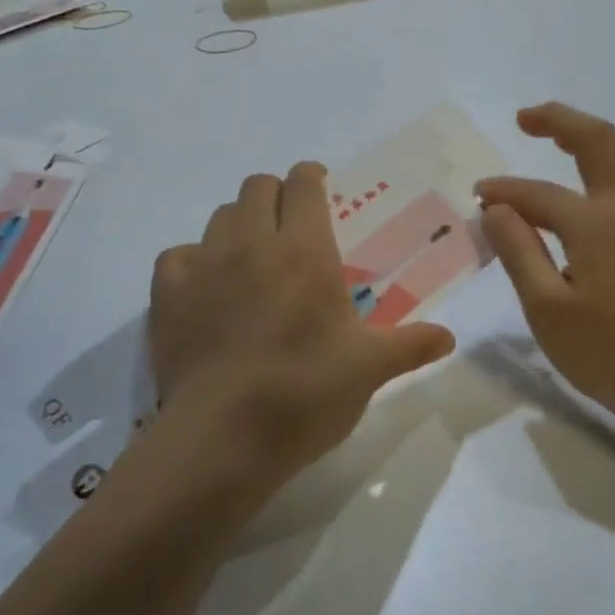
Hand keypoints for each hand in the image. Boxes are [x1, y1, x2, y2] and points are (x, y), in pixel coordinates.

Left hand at [149, 163, 455, 485]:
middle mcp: (250, 244)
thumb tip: (449, 338)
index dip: (313, 178)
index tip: (321, 187)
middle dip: (277, 196)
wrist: (223, 436)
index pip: (303, 185)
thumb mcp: (369, 368)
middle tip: (292, 226)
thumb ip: (410, 345)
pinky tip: (208, 288)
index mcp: (304, 251)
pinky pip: (178, 255)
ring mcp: (203, 266)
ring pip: (219, 216)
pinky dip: (195, 261)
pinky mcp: (166, 295)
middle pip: (257, 187)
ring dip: (239, 224)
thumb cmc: (306, 392)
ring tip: (254, 258)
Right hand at [479, 103, 614, 445]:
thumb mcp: (548, 309)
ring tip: (562, 135)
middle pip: (600, 141)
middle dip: (561, 120)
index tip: (476, 198)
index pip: (539, 194)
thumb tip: (496, 209)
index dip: (503, 192)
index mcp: (598, 224)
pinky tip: (593, 179)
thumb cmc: (611, 354)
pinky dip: (614, 158)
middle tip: (525, 117)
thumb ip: (520, 252)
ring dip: (596, 133)